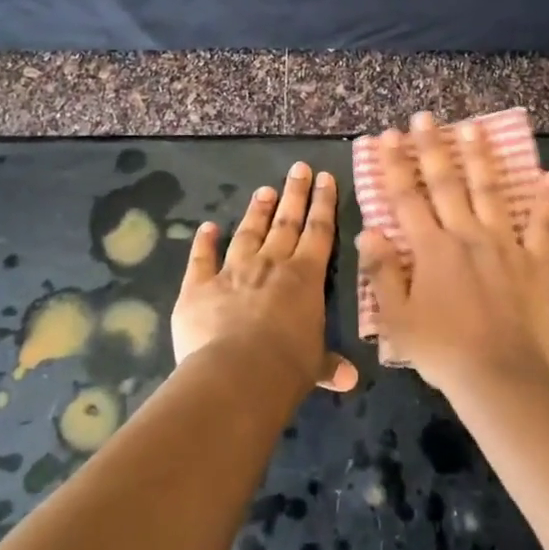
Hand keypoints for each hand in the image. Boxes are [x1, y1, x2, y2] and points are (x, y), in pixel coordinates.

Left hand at [172, 161, 358, 394]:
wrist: (237, 374)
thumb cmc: (287, 367)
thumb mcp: (314, 365)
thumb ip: (328, 364)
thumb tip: (350, 380)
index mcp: (305, 277)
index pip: (319, 231)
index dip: (324, 203)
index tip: (325, 178)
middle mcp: (271, 264)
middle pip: (286, 221)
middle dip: (294, 194)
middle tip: (298, 169)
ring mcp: (233, 271)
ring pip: (248, 233)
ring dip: (257, 211)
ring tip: (264, 190)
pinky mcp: (198, 287)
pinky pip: (201, 259)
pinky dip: (203, 242)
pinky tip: (207, 227)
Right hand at [357, 112, 548, 395]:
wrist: (499, 375)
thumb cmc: (442, 350)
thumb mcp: (397, 319)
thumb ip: (382, 273)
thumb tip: (368, 232)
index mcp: (431, 249)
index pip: (406, 198)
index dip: (393, 165)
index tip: (384, 136)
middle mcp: (466, 234)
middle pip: (446, 183)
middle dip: (432, 147)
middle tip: (425, 116)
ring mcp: (504, 244)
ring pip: (490, 191)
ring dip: (480, 158)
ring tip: (473, 127)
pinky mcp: (534, 261)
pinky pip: (542, 226)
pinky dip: (546, 202)